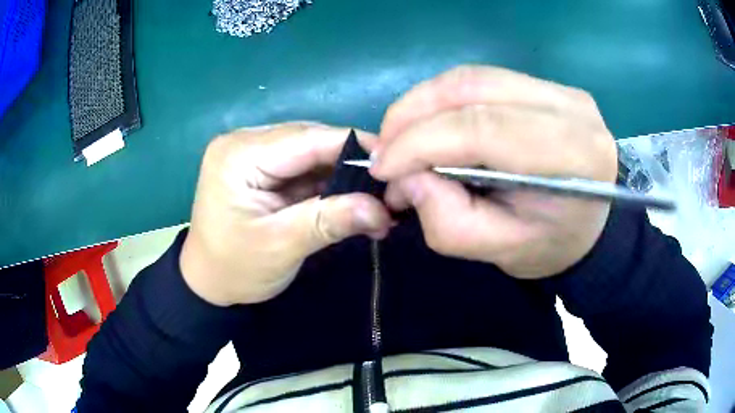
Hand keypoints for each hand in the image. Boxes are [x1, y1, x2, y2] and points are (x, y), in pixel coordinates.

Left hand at [180, 123, 391, 305]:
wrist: (208, 283)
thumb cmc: (234, 268)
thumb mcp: (281, 246)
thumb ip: (330, 221)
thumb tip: (382, 209)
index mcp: (239, 154)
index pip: (306, 138)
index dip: (353, 147)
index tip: (394, 160)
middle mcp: (244, 142)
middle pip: (309, 141)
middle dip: (349, 163)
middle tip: (387, 185)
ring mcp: (252, 153)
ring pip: (310, 153)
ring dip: (342, 174)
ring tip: (374, 195)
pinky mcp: (261, 168)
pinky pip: (302, 167)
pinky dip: (328, 183)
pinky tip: (351, 198)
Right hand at [370, 66, 617, 277]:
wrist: (593, 224)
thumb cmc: (553, 245)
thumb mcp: (501, 251)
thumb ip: (450, 222)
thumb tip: (406, 177)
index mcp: (572, 156)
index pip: (482, 128)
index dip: (420, 143)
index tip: (382, 167)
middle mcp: (570, 108)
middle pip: (472, 87)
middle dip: (412, 114)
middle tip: (384, 149)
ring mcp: (560, 89)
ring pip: (472, 77)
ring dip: (423, 102)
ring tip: (400, 136)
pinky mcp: (547, 85)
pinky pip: (482, 79)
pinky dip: (444, 99)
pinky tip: (430, 123)